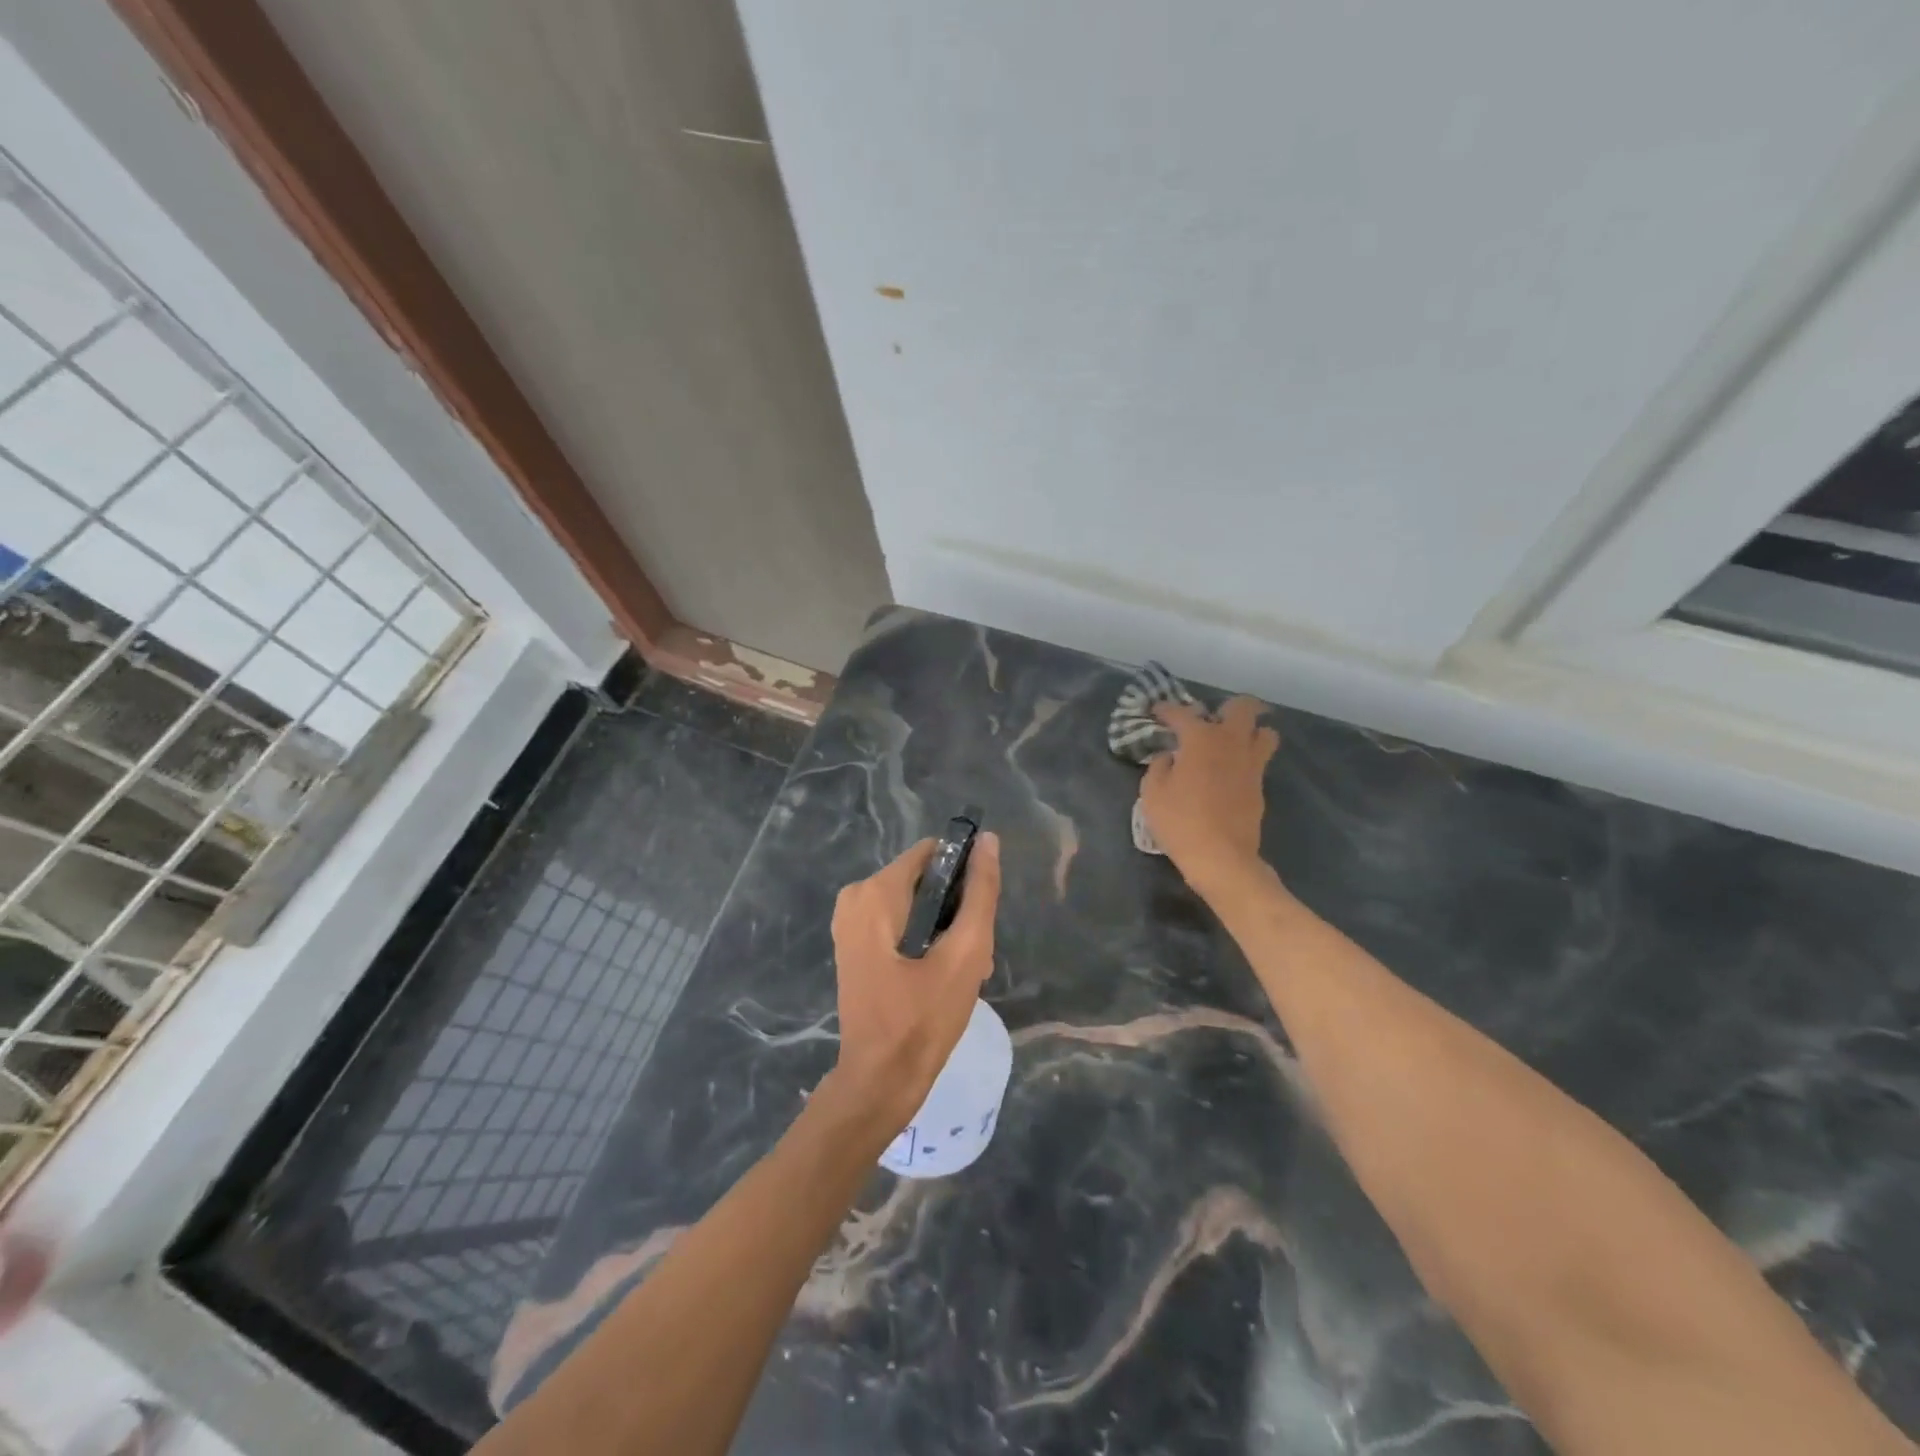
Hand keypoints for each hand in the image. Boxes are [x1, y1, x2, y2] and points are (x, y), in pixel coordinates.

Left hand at [826, 833, 1002, 1136]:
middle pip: (925, 881)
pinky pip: (899, 925)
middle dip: (955, 912)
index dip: (964, 877)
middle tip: (973, 957)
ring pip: (916, 906)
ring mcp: (850, 923)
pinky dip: (925, 944)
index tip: (977, 919)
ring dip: (945, 933)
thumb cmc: (923, 1018)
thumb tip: (988, 841)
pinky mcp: (854, 946)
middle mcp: (855, 897)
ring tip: (963, 973)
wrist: (879, 1083)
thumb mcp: (964, 953)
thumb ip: (980, 893)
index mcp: (875, 891)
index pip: (933, 853)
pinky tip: (942, 979)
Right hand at [1140, 697, 1278, 893]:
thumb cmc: (1180, 822)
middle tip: (1211, 720)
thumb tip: (1169, 756)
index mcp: (1201, 739)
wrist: (1221, 857)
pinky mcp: (1260, 785)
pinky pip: (1260, 759)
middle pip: (1243, 707)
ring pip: (1264, 732)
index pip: (1182, 713)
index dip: (1166, 710)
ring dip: (1250, 731)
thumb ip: (1159, 767)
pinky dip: (1248, 757)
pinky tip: (1230, 771)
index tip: (1157, 711)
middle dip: (1228, 707)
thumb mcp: (1152, 793)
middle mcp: (1231, 742)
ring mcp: (1251, 764)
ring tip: (1232, 742)